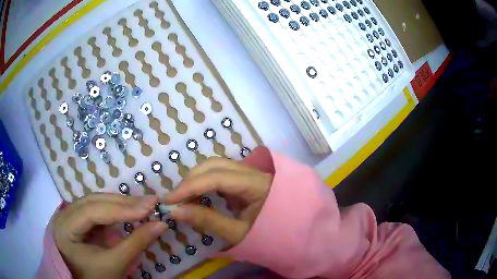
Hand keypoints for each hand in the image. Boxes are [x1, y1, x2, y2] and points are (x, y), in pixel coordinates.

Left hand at [53, 194, 166, 278]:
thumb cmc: (98, 278)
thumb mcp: (116, 264)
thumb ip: (137, 243)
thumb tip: (162, 224)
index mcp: (65, 228)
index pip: (92, 212)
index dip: (120, 210)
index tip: (148, 208)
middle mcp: (64, 215)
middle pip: (94, 201)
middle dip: (123, 203)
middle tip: (149, 202)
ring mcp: (71, 214)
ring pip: (97, 201)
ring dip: (121, 203)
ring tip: (143, 204)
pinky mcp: (81, 219)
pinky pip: (99, 209)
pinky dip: (116, 210)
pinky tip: (130, 210)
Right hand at [164, 156, 272, 245]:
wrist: (291, 233)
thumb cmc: (269, 236)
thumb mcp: (238, 233)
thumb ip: (208, 221)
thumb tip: (176, 211)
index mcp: (258, 184)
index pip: (217, 177)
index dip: (190, 186)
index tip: (169, 200)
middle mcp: (254, 171)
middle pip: (215, 165)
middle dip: (191, 180)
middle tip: (175, 199)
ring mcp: (250, 172)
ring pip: (217, 165)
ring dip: (196, 178)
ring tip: (183, 197)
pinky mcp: (246, 177)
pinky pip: (221, 172)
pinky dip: (205, 181)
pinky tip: (197, 194)